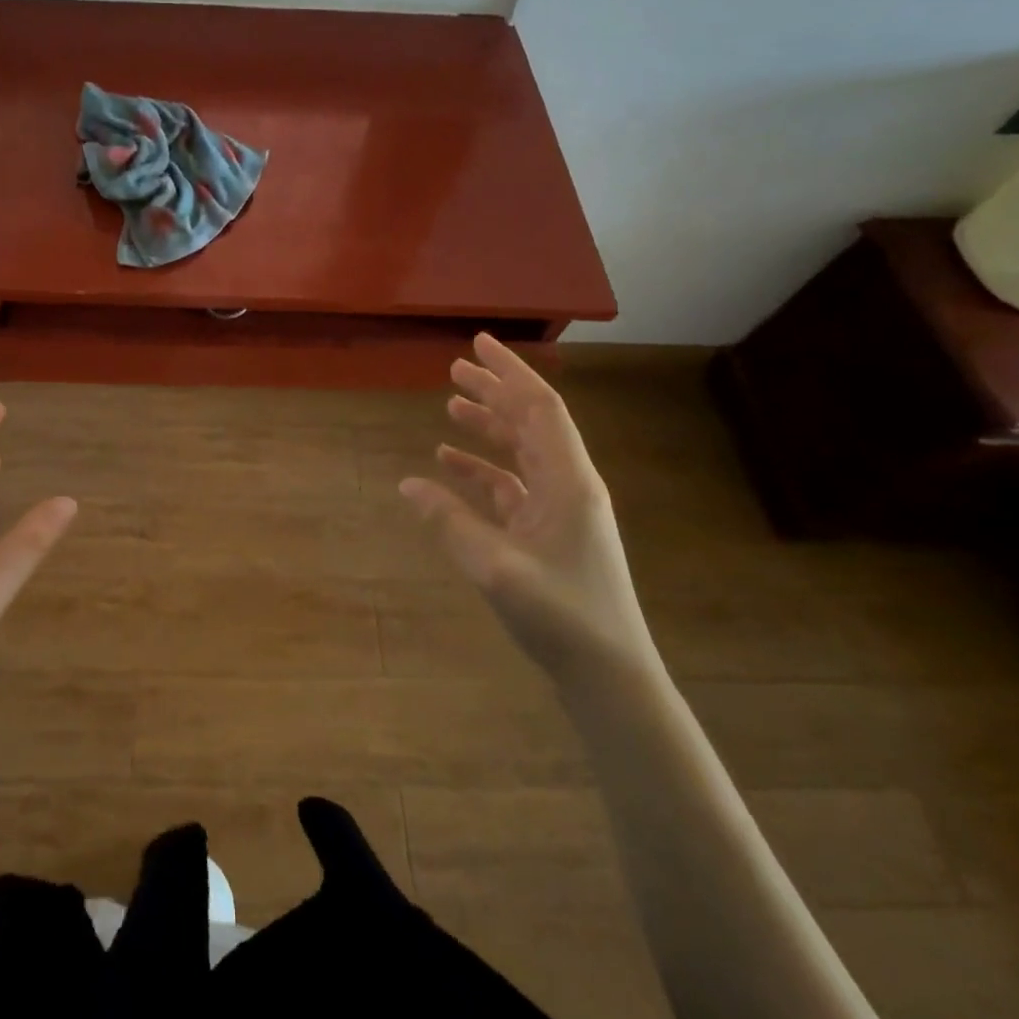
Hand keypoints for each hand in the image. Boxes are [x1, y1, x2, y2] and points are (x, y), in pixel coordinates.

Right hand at [399, 333, 657, 681]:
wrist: (610, 675)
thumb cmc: (562, 616)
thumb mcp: (496, 567)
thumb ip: (450, 522)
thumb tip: (408, 484)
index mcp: (569, 480)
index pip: (539, 407)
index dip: (508, 371)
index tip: (477, 344)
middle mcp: (569, 484)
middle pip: (530, 422)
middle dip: (495, 391)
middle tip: (455, 368)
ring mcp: (561, 509)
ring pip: (521, 451)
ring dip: (488, 426)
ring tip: (450, 407)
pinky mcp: (549, 532)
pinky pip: (512, 485)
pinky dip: (482, 470)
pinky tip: (450, 467)